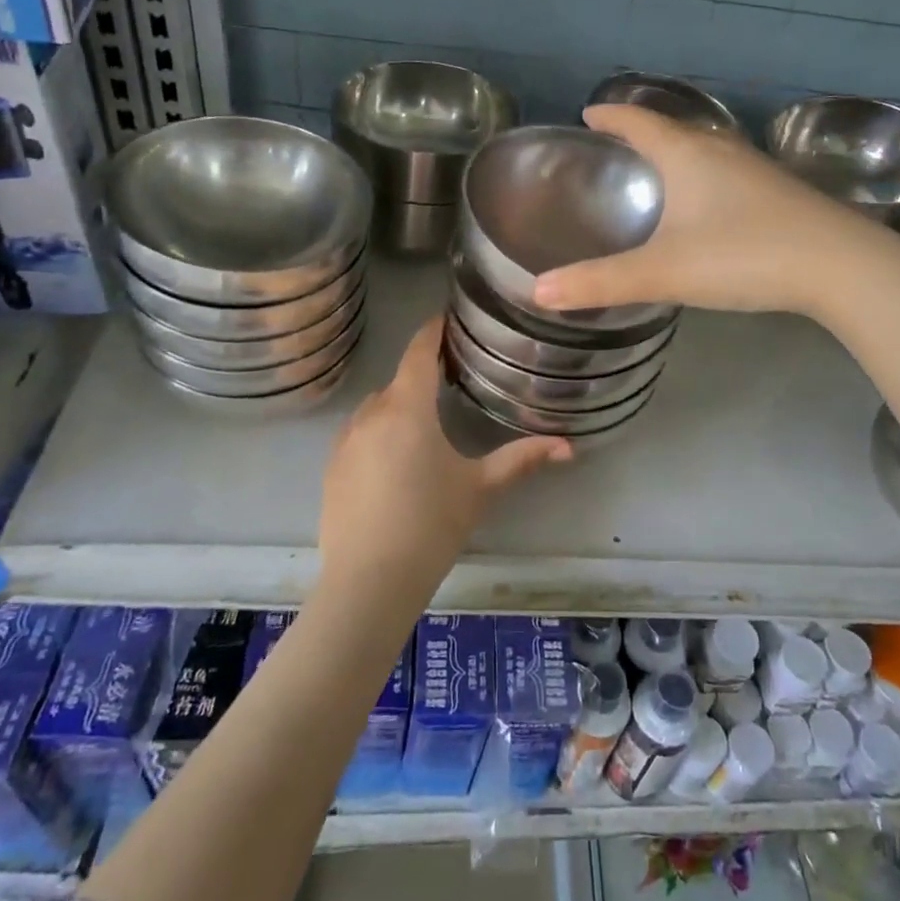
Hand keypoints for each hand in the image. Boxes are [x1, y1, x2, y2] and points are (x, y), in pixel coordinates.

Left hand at [319, 318, 569, 596]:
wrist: (369, 581)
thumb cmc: (431, 525)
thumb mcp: (480, 488)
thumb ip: (522, 459)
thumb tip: (568, 445)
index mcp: (407, 408)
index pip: (418, 351)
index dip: (433, 330)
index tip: (448, 318)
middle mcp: (370, 414)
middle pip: (399, 381)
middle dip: (422, 375)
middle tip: (452, 379)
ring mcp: (344, 441)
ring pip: (376, 408)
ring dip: (399, 406)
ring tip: (425, 423)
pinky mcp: (331, 467)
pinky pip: (358, 434)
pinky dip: (378, 433)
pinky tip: (394, 461)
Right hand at [534, 104, 873, 317]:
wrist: (841, 268)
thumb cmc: (744, 255)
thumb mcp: (664, 271)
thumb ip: (600, 282)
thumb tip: (539, 292)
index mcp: (688, 155)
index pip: (639, 122)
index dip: (611, 117)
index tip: (588, 114)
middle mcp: (721, 152)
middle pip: (672, 131)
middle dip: (640, 134)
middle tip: (613, 147)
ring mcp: (755, 171)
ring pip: (703, 152)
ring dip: (674, 155)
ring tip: (653, 172)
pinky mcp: (777, 195)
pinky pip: (725, 174)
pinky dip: (701, 178)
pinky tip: (703, 206)